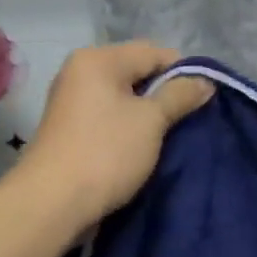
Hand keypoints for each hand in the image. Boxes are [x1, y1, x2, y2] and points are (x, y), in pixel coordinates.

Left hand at [12, 41, 213, 228]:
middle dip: (166, 94)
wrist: (52, 203)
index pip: (154, 52)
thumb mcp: (151, 120)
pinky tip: (145, 147)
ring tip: (171, 136)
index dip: (183, 73)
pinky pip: (111, 118)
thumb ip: (180, 95)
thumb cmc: (106, 153)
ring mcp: (73, 102)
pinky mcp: (72, 130)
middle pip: (138, 73)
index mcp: (98, 59)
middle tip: (190, 120)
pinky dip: (130, 128)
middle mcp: (81, 72)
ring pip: (125, 98)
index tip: (204, 100)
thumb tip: (205, 80)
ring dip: (149, 115)